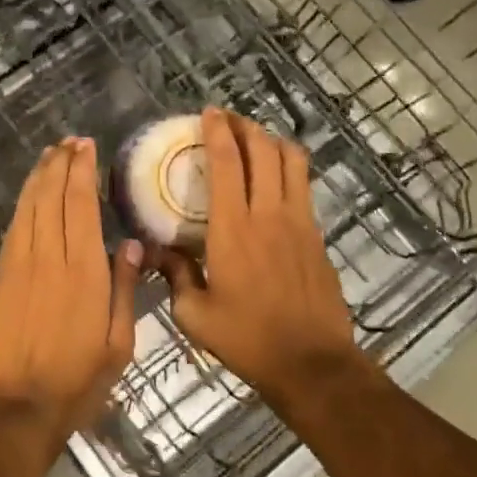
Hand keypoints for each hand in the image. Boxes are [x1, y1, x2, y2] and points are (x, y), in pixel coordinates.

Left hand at [0, 138, 142, 442]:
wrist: (14, 409)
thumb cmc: (76, 383)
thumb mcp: (118, 345)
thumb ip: (125, 291)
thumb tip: (130, 246)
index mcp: (83, 272)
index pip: (79, 206)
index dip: (81, 172)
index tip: (85, 147)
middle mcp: (47, 258)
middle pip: (50, 197)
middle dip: (60, 165)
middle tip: (69, 142)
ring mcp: (17, 266)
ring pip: (27, 208)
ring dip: (38, 178)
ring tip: (49, 156)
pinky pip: (12, 230)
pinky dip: (22, 205)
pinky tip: (29, 197)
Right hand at [155, 109, 367, 412]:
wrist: (311, 362)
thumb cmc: (247, 338)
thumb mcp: (194, 315)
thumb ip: (175, 275)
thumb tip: (158, 251)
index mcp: (233, 229)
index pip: (228, 162)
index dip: (218, 131)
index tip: (209, 113)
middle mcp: (269, 214)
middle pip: (264, 150)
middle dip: (246, 126)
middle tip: (228, 120)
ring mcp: (300, 222)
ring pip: (292, 161)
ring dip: (272, 141)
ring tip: (255, 139)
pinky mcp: (318, 236)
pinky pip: (304, 187)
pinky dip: (289, 169)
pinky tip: (276, 179)